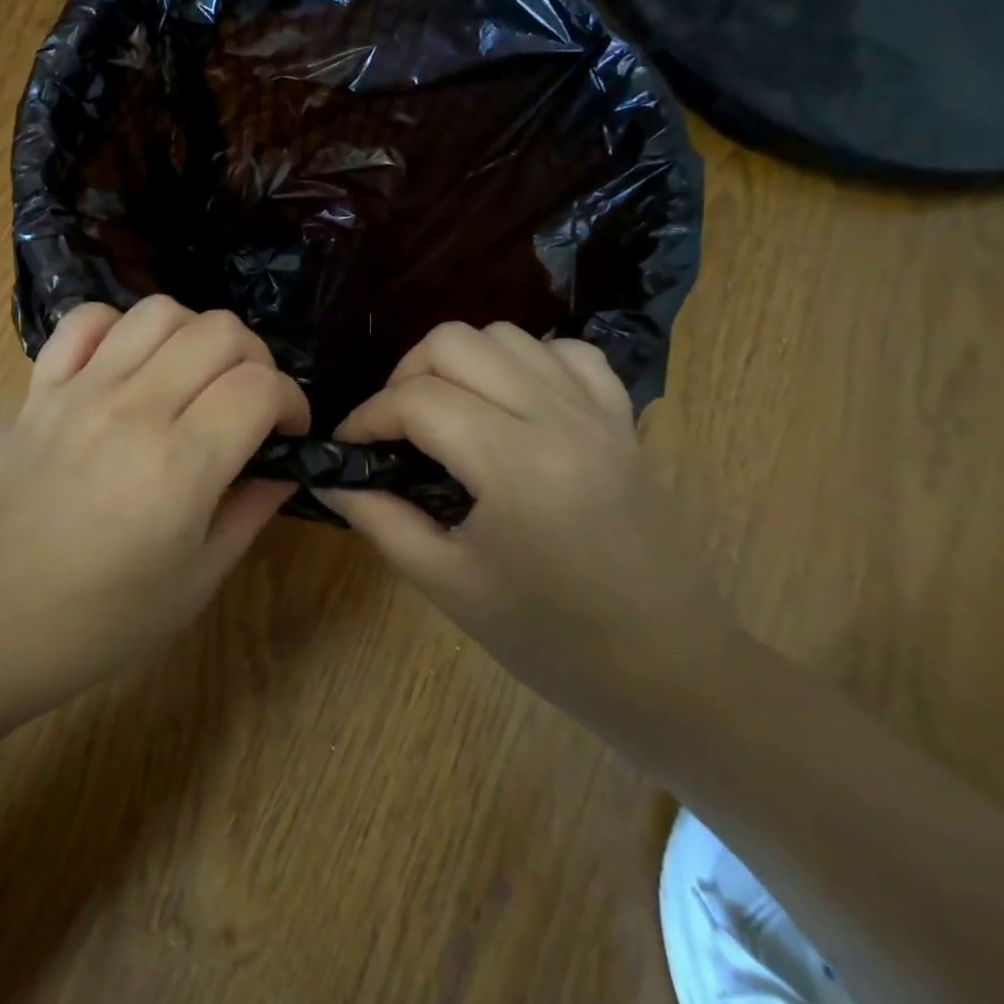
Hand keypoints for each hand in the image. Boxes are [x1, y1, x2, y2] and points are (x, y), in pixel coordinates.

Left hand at [0, 297, 307, 719]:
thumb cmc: (104, 619)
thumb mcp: (199, 577)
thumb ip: (252, 508)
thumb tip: (285, 463)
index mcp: (181, 464)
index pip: (261, 387)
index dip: (292, 401)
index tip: (287, 431)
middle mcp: (134, 409)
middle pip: (220, 332)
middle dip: (256, 361)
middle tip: (250, 405)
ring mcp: (82, 390)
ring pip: (159, 312)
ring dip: (196, 335)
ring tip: (195, 379)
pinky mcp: (42, 388)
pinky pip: (86, 320)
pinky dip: (120, 327)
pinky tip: (131, 364)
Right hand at [321, 323, 742, 714]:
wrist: (670, 669)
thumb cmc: (551, 639)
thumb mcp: (448, 585)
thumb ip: (380, 519)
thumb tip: (333, 476)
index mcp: (515, 464)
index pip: (416, 400)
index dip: (366, 417)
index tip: (347, 446)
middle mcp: (558, 417)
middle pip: (456, 342)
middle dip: (404, 376)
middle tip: (392, 428)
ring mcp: (597, 411)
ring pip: (506, 335)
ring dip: (458, 362)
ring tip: (444, 412)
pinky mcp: (622, 419)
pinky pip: (565, 352)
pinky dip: (523, 361)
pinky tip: (510, 402)